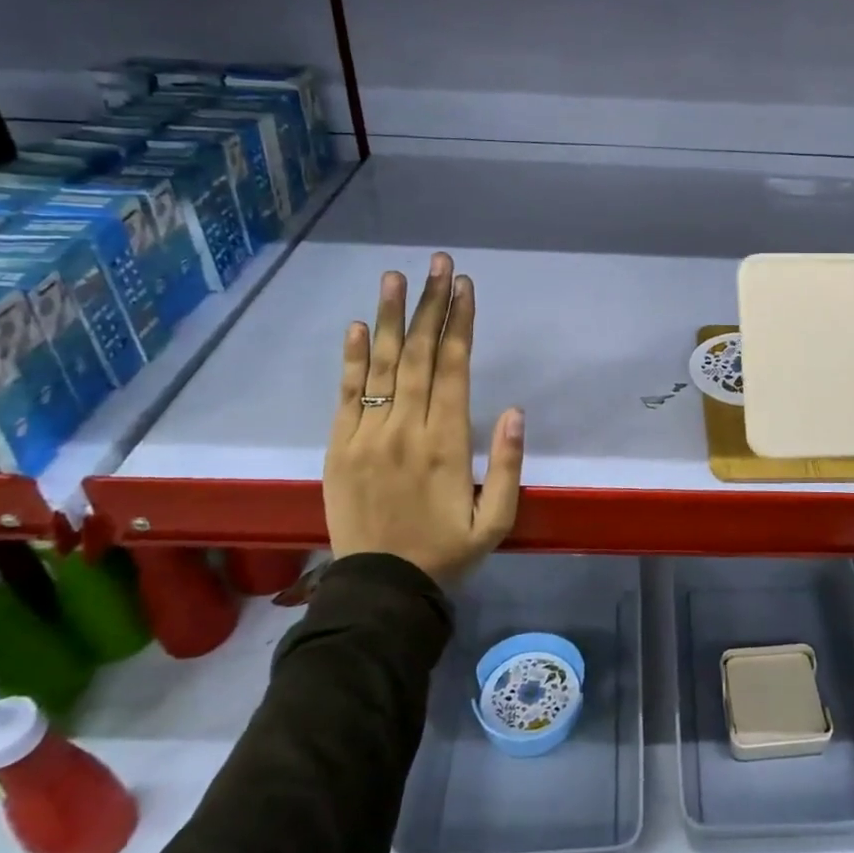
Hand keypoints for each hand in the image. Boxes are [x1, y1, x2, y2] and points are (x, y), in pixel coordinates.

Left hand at [323, 254, 524, 586]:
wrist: (380, 589)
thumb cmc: (447, 553)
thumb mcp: (496, 521)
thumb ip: (507, 466)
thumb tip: (514, 411)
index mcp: (446, 444)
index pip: (454, 369)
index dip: (459, 324)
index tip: (465, 287)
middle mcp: (405, 430)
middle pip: (418, 355)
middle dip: (430, 305)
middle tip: (437, 263)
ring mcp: (366, 437)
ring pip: (381, 366)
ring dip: (389, 318)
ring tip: (395, 276)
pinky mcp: (338, 448)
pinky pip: (345, 395)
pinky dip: (350, 359)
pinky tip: (357, 326)